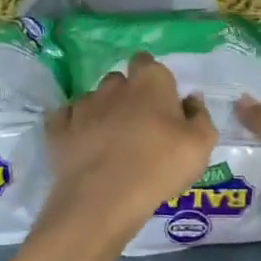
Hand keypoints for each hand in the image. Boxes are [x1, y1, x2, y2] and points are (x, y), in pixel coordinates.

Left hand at [43, 52, 217, 242]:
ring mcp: (83, 106)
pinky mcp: (59, 129)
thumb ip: (200, 116)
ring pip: (93, 99)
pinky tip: (82, 144)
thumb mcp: (201, 145)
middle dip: (126, 94)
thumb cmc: (160, 166)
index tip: (160, 100)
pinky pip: (66, 119)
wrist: (105, 198)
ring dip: (101, 112)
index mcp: (150, 82)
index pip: (148, 62)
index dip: (153, 78)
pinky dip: (74, 127)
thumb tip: (191, 98)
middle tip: (138, 123)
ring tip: (109, 140)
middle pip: (119, 80)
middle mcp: (114, 86)